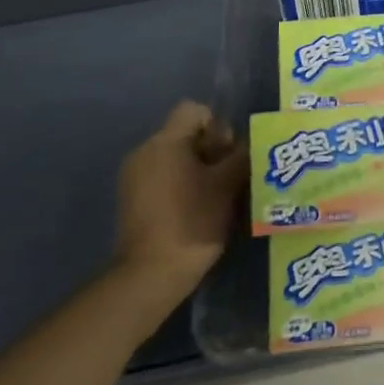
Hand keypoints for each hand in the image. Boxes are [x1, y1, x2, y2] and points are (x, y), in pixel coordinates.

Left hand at [114, 101, 247, 295]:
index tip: (228, 154)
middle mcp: (144, 151)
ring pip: (175, 157)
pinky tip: (197, 210)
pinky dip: (181, 185)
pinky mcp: (132, 200)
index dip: (217, 126)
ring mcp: (133, 177)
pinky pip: (163, 177)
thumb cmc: (193, 220)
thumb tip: (252, 141)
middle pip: (185, 134)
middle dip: (211, 150)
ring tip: (217, 195)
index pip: (194, 110)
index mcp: (165, 141)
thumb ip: (242, 155)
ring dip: (198, 169)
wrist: (151, 274)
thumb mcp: (227, 184)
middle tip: (229, 177)